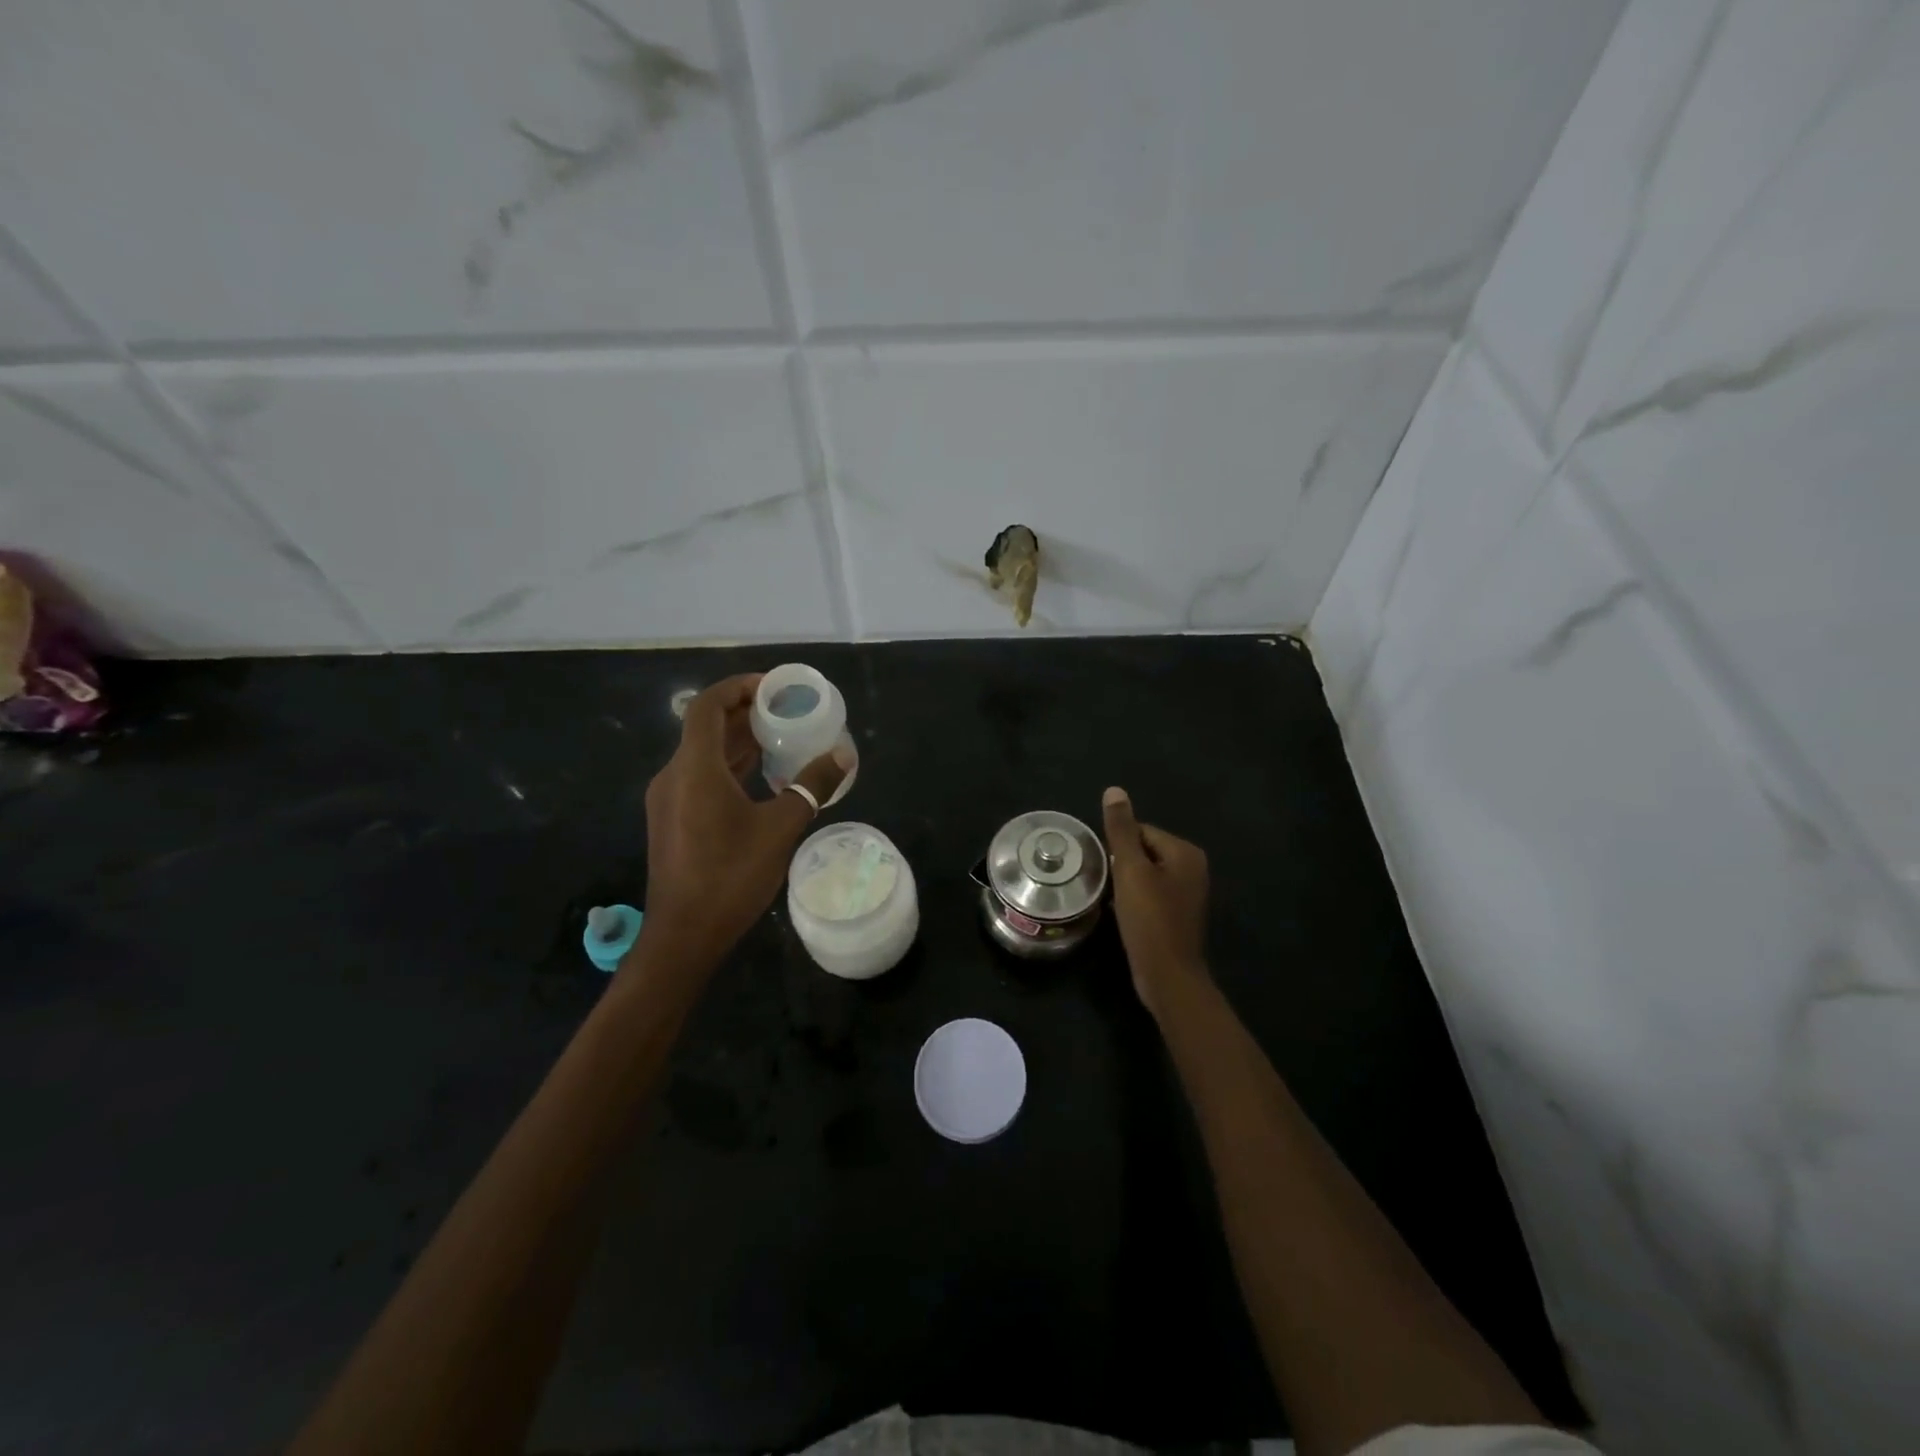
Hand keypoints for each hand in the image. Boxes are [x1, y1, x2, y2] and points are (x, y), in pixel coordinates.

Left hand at [638, 675, 849, 973]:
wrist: (684, 936)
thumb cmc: (731, 877)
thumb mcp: (781, 828)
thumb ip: (811, 786)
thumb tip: (842, 754)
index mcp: (694, 768)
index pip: (707, 706)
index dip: (738, 687)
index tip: (773, 686)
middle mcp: (674, 776)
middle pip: (706, 727)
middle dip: (746, 713)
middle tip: (787, 711)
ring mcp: (669, 800)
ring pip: (703, 754)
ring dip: (739, 742)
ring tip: (781, 738)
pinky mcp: (672, 821)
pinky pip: (701, 777)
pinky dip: (730, 767)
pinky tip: (762, 779)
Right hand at [1103, 786, 1211, 1013]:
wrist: (1168, 977)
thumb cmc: (1150, 920)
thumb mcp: (1131, 870)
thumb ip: (1121, 830)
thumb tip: (1114, 790)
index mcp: (1185, 852)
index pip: (1141, 831)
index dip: (1117, 847)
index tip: (1104, 865)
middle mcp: (1192, 868)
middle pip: (1143, 851)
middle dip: (1121, 864)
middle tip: (1105, 883)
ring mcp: (1187, 893)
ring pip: (1145, 874)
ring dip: (1125, 883)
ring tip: (1110, 897)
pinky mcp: (1177, 914)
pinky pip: (1150, 894)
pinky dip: (1134, 899)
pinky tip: (1121, 912)